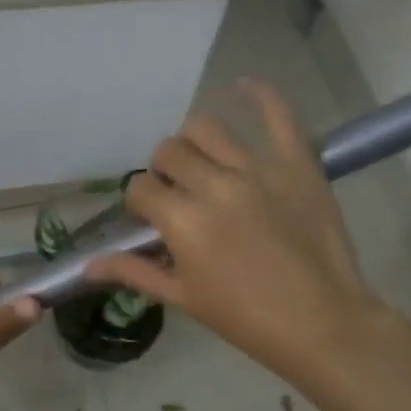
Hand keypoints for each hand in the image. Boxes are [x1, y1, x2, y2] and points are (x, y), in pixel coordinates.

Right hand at [88, 80, 399, 386]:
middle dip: (164, 171)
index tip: (152, 217)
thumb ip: (135, 273)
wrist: (322, 324)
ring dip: (194, 142)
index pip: (140, 187)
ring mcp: (258, 168)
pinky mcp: (297, 162)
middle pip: (169, 152)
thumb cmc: (247, 320)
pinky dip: (260, 95)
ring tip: (204, 161)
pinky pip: (278, 114)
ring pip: (206, 127)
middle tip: (180, 193)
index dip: (140, 202)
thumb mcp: (184, 299)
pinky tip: (244, 86)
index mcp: (183, 220)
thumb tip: (88, 265)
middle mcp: (214, 184)